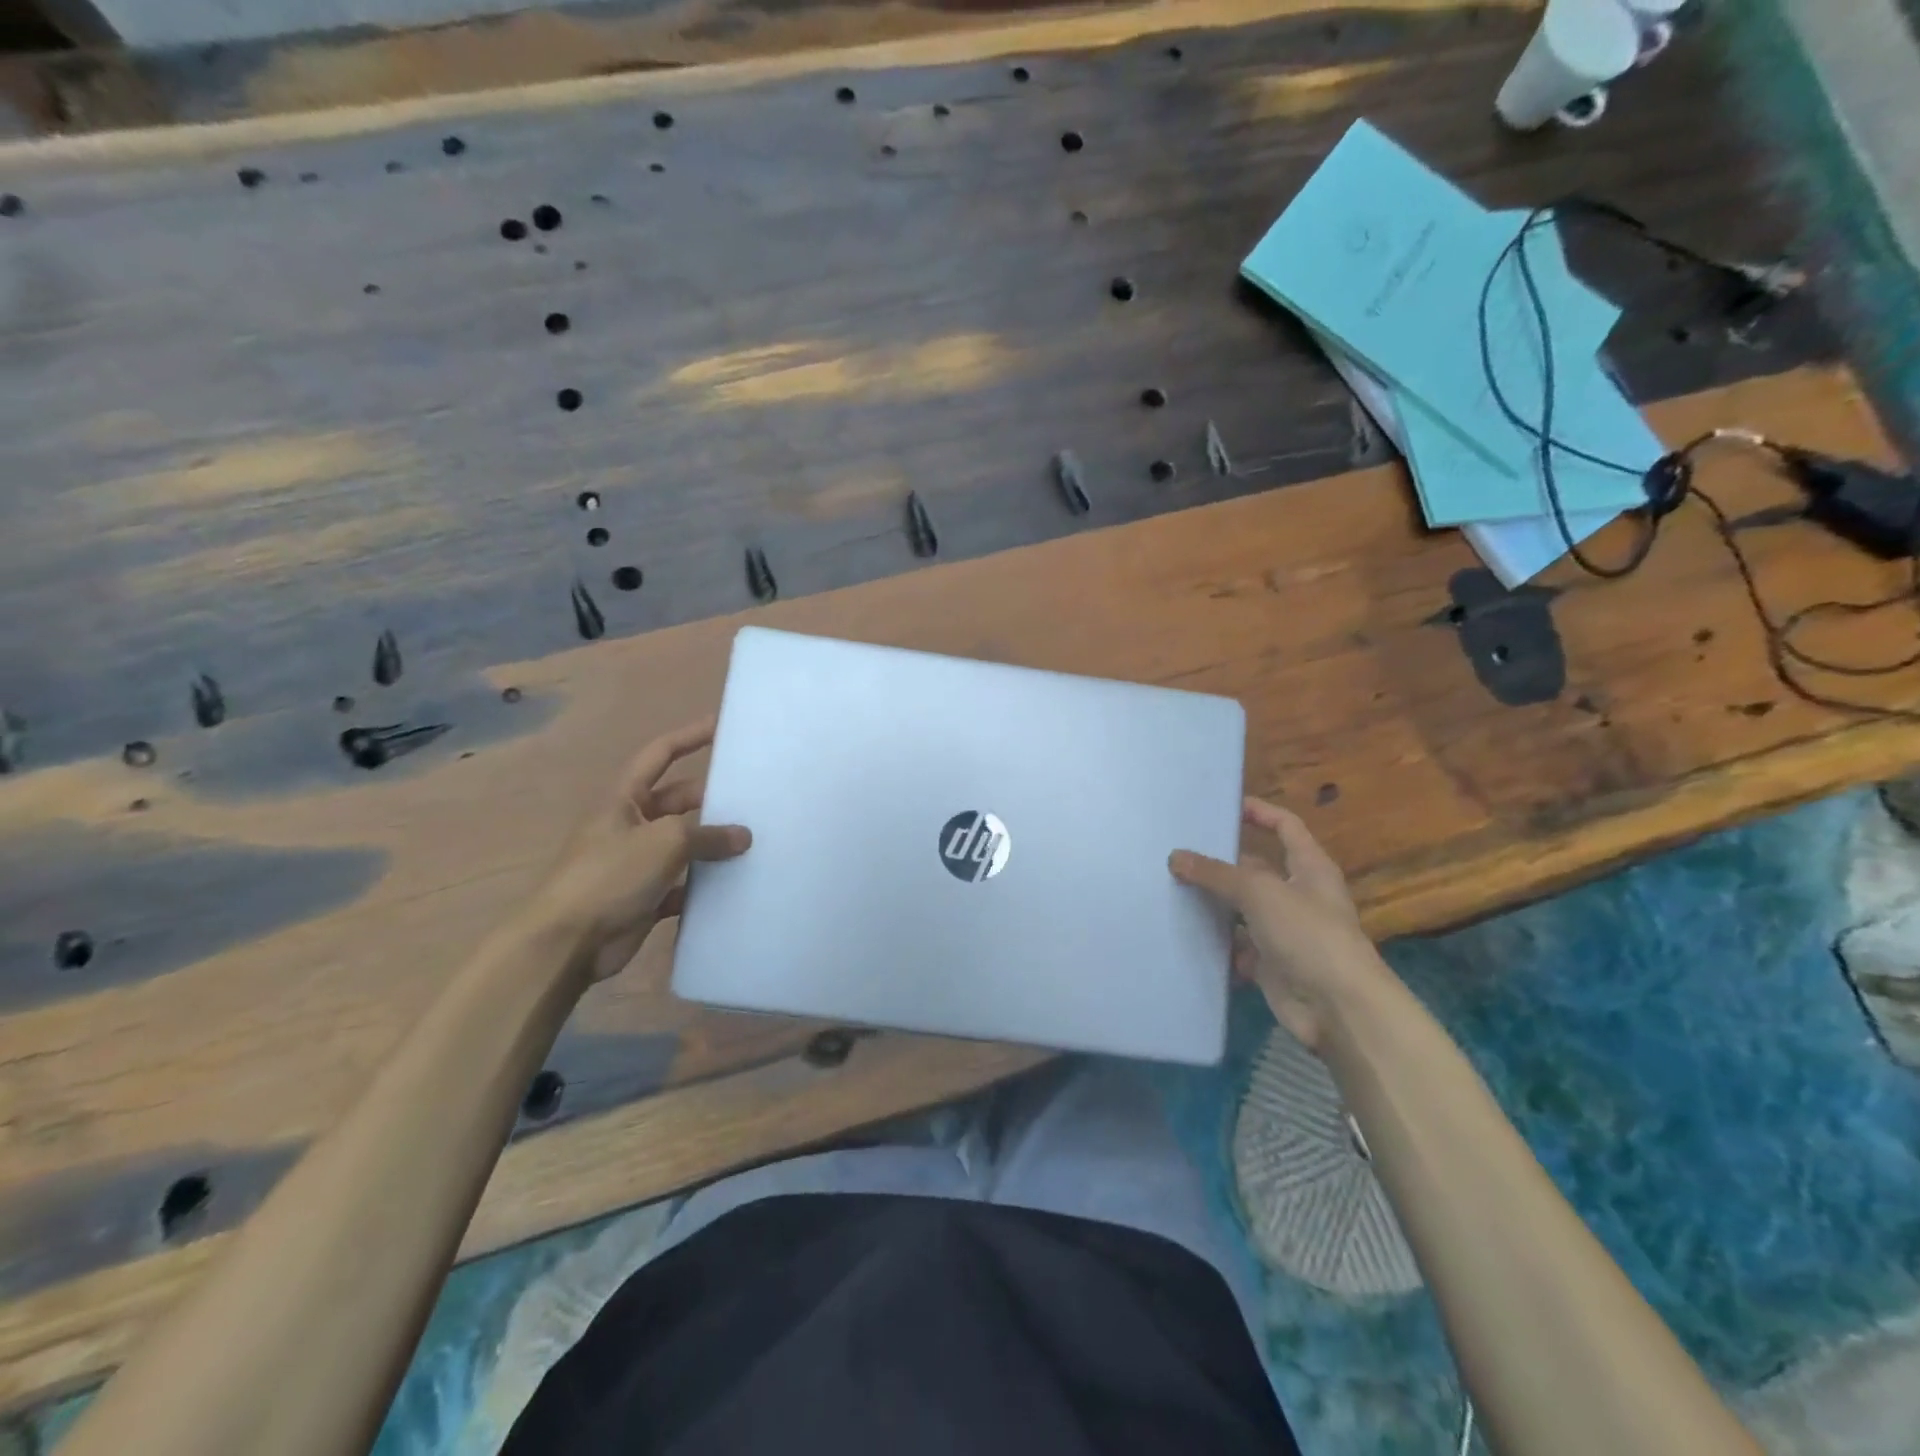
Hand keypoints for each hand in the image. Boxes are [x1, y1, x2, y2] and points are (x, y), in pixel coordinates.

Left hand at [532, 718, 750, 980]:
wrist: (567, 943)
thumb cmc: (609, 875)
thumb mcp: (664, 842)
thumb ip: (707, 835)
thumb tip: (743, 836)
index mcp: (624, 799)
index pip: (660, 753)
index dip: (690, 736)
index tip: (723, 725)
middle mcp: (630, 824)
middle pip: (679, 801)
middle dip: (712, 798)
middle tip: (755, 797)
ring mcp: (637, 862)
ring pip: (684, 844)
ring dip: (713, 844)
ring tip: (755, 840)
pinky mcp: (644, 897)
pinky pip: (683, 884)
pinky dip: (704, 885)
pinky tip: (734, 886)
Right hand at [1170, 797, 1389, 1049]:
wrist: (1337, 1007)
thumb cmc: (1307, 934)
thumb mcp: (1259, 892)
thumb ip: (1216, 873)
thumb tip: (1176, 856)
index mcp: (1309, 867)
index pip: (1286, 826)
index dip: (1259, 812)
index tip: (1223, 807)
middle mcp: (1298, 894)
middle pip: (1255, 869)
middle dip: (1220, 863)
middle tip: (1177, 853)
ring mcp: (1284, 930)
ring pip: (1241, 909)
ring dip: (1213, 904)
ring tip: (1170, 890)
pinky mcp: (1270, 963)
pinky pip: (1236, 946)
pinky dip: (1216, 943)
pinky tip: (1185, 933)